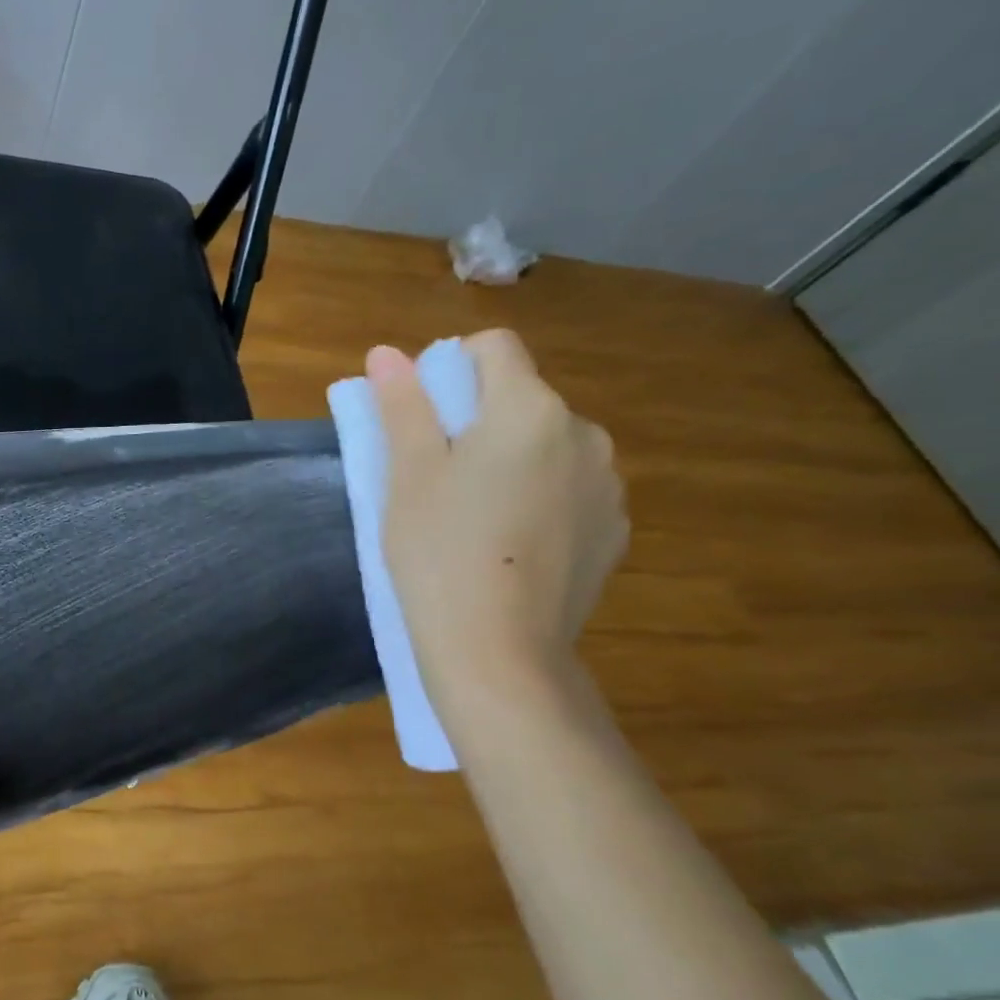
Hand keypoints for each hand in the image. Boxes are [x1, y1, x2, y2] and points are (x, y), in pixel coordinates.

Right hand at [368, 330, 627, 702]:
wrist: (498, 651)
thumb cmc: (438, 552)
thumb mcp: (407, 476)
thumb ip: (402, 406)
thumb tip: (386, 352)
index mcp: (529, 409)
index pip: (493, 348)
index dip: (449, 370)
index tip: (421, 420)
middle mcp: (583, 433)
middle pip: (521, 398)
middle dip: (478, 421)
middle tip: (435, 479)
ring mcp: (607, 484)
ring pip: (547, 445)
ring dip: (511, 459)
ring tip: (472, 519)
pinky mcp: (614, 529)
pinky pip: (568, 489)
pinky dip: (538, 498)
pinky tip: (509, 546)